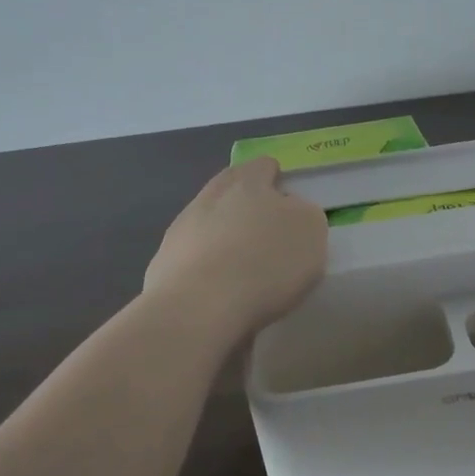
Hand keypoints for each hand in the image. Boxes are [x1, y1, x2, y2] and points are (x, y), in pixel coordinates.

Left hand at [144, 157, 327, 340]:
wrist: (198, 308)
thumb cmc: (265, 263)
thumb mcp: (310, 231)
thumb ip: (303, 213)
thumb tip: (289, 211)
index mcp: (247, 182)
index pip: (263, 166)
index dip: (277, 179)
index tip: (288, 201)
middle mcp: (209, 197)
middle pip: (231, 191)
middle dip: (247, 206)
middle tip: (267, 232)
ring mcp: (181, 230)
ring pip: (209, 224)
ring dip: (225, 238)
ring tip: (245, 269)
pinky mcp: (164, 264)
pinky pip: (194, 258)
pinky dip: (207, 268)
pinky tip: (221, 292)